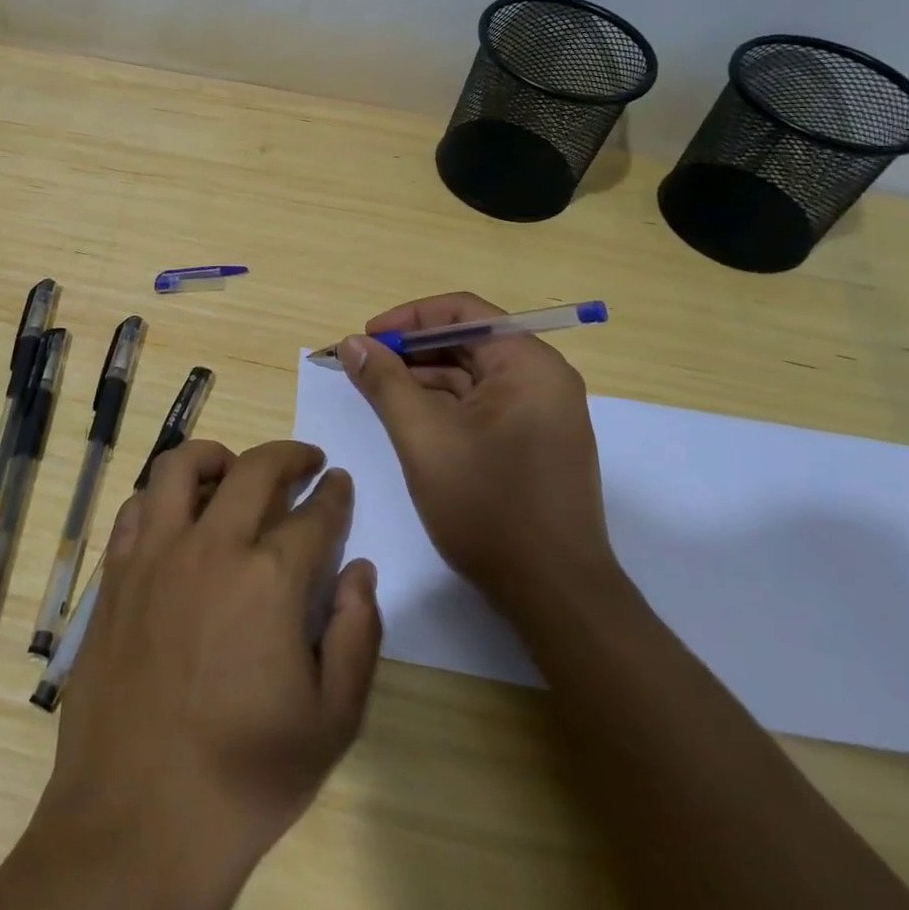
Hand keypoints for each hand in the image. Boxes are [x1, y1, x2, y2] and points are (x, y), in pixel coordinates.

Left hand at [22, 439, 380, 907]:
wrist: (137, 820)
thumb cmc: (244, 776)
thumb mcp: (331, 723)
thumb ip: (357, 636)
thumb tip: (359, 570)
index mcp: (270, 579)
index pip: (315, 514)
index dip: (334, 494)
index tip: (339, 481)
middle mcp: (211, 547)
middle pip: (255, 469)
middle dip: (289, 455)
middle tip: (305, 461)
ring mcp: (155, 554)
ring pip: (182, 466)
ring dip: (217, 456)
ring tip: (234, 470)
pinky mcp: (115, 573)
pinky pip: (136, 506)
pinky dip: (162, 496)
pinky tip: (176, 515)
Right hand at [338, 293, 619, 618]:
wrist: (556, 597)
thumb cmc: (489, 508)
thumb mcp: (423, 438)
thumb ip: (385, 382)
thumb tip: (353, 342)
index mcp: (528, 364)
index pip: (462, 312)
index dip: (408, 319)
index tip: (367, 338)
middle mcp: (543, 378)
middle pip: (467, 342)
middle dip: (412, 351)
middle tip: (364, 367)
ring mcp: (542, 412)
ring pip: (472, 375)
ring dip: (424, 379)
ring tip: (377, 393)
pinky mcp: (535, 442)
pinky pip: (483, 405)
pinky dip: (445, 405)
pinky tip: (409, 420)